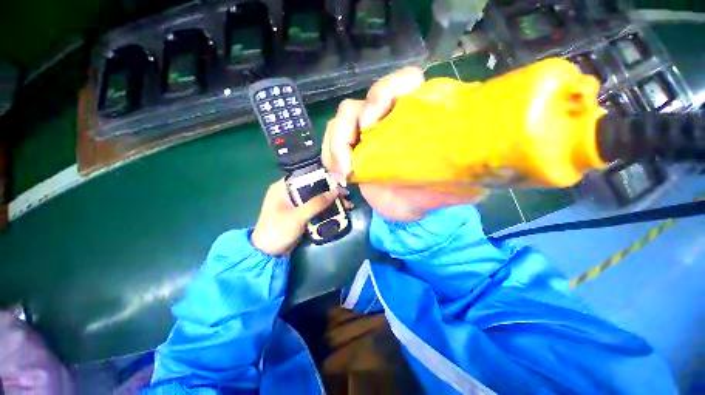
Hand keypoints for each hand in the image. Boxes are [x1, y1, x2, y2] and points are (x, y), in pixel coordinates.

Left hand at [251, 179, 347, 255]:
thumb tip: (336, 191)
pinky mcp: (300, 214)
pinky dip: (325, 209)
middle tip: (346, 195)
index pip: (305, 175)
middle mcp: (289, 192)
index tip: (338, 181)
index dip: (322, 177)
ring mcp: (295, 204)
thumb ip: (316, 203)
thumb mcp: (297, 216)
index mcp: (282, 188)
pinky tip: (339, 211)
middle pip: (313, 187)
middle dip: (330, 191)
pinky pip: (315, 208)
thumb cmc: (278, 230)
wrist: (268, 254)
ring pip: (316, 198)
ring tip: (346, 204)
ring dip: (330, 201)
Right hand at [322, 67, 484, 221]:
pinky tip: (337, 174)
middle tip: (351, 156)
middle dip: (351, 122)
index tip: (374, 121)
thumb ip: (462, 171)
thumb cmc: (428, 196)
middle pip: (363, 100)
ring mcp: (368, 135)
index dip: (387, 92)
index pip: (404, 82)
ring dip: (336, 142)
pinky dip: (330, 155)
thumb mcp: (452, 185)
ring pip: (343, 119)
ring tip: (341, 171)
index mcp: (416, 116)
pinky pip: (333, 142)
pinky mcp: (352, 151)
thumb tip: (478, 159)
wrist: (406, 211)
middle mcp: (390, 119)